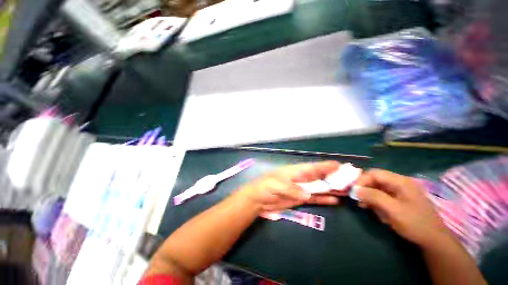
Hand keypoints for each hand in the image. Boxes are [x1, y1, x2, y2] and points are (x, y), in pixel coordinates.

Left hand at [234, 161, 340, 212]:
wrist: (258, 199)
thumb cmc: (265, 187)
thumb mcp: (276, 185)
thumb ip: (292, 189)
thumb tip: (308, 194)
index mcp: (295, 171)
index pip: (313, 167)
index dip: (325, 166)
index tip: (340, 165)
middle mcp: (300, 178)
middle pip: (319, 177)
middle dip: (333, 177)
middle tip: (350, 178)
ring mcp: (301, 189)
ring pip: (319, 187)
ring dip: (332, 188)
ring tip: (348, 190)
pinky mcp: (300, 199)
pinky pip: (314, 198)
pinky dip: (324, 198)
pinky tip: (335, 200)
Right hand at [355, 169, 451, 248]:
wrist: (433, 240)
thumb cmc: (415, 223)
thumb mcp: (393, 210)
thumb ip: (374, 197)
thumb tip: (355, 189)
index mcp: (400, 181)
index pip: (375, 173)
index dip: (362, 180)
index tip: (353, 191)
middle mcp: (399, 183)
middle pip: (375, 180)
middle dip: (365, 189)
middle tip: (358, 200)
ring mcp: (400, 191)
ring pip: (377, 188)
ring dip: (369, 196)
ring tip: (365, 207)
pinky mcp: (399, 199)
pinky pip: (382, 196)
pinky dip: (376, 202)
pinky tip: (375, 211)